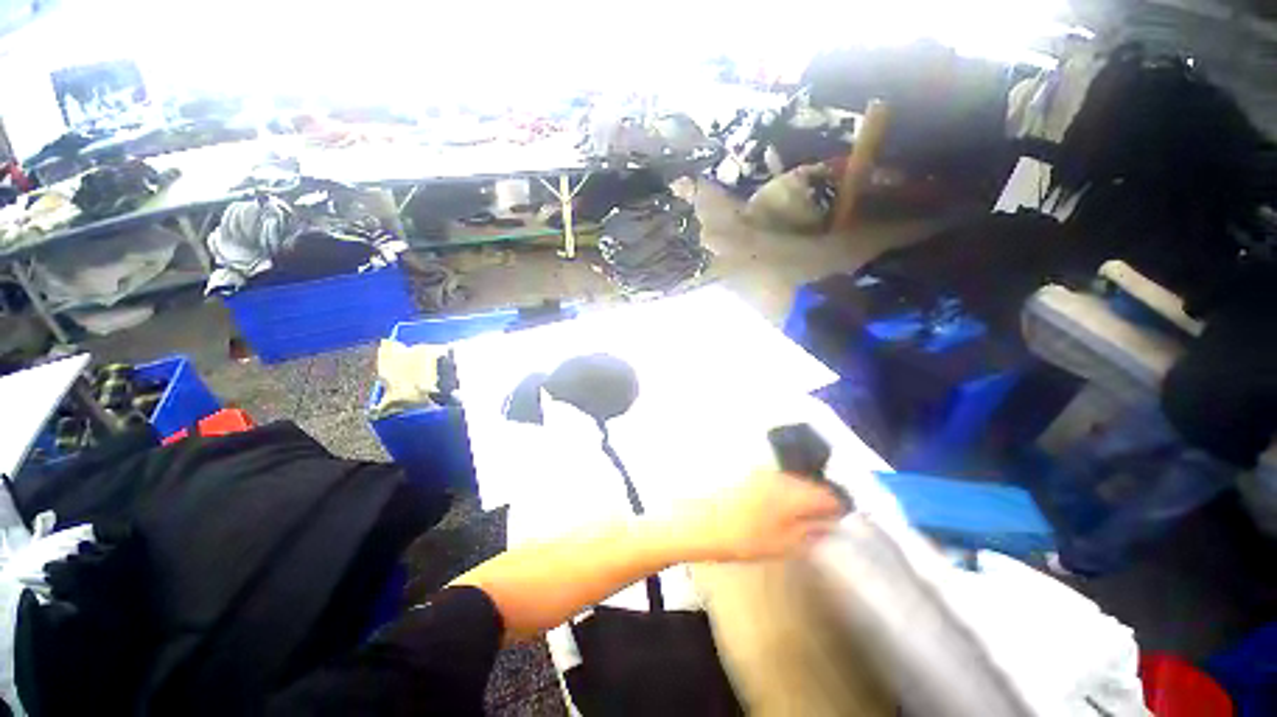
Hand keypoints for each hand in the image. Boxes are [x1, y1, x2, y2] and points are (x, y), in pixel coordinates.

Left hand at [672, 470, 850, 562]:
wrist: (703, 523)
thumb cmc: (745, 539)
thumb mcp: (784, 544)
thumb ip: (811, 533)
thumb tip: (829, 525)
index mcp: (793, 493)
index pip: (827, 495)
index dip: (837, 509)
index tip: (839, 522)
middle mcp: (780, 476)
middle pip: (810, 485)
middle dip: (818, 501)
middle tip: (821, 523)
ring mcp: (763, 472)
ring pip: (793, 481)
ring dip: (801, 496)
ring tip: (799, 518)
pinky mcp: (750, 474)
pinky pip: (777, 480)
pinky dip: (784, 492)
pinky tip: (778, 509)